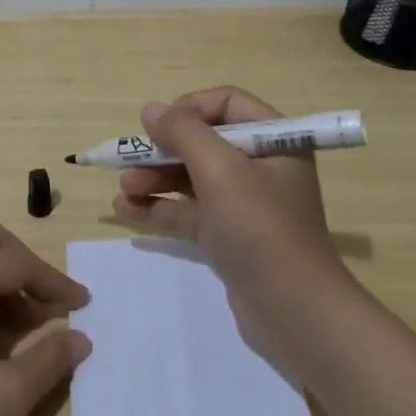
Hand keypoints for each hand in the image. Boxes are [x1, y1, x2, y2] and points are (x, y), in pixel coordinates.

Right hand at [111, 85, 352, 314]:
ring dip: (154, 179)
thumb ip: (183, 132)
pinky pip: (188, 211)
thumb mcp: (221, 169)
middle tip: (128, 160)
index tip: (158, 126)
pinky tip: (125, 210)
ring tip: (122, 190)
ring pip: (191, 178)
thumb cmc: (260, 227)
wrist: (293, 311)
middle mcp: (260, 167)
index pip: (226, 104)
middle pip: (203, 142)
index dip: (188, 108)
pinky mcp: (227, 236)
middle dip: (162, 150)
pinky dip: (159, 207)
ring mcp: (243, 204)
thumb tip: (151, 109)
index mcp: (274, 141)